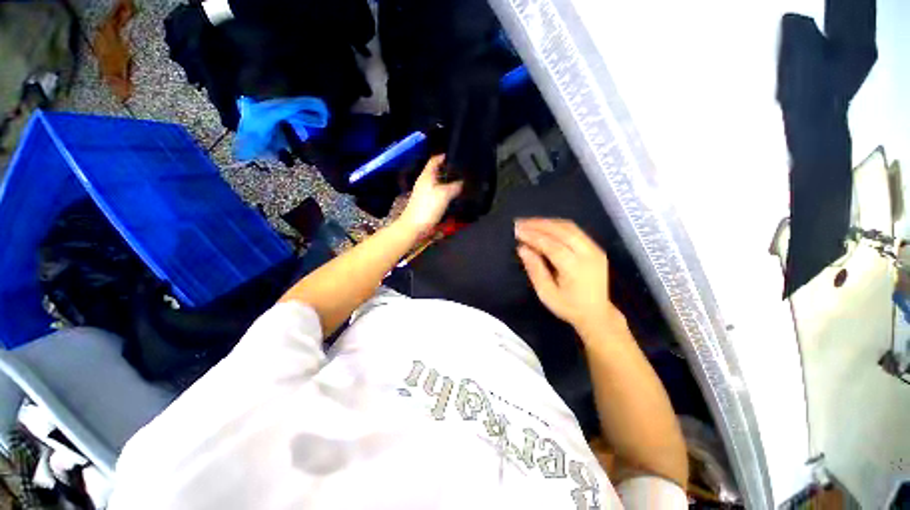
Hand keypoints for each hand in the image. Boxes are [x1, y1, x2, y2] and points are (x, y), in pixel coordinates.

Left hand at [398, 155, 462, 235]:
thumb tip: (462, 182)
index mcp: (426, 176)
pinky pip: (438, 194)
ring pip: (438, 184)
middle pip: (437, 172)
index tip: (455, 156)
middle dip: (449, 171)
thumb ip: (455, 186)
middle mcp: (424, 182)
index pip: (434, 161)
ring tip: (461, 183)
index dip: (443, 157)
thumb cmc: (427, 207)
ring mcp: (425, 193)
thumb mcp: (444, 194)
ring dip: (448, 183)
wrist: (415, 227)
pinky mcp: (427, 203)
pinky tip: (454, 197)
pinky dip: (446, 193)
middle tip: (462, 171)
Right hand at [515, 218, 621, 335]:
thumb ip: (535, 269)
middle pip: (562, 231)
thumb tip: (522, 248)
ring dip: (547, 222)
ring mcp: (595, 249)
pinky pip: (575, 230)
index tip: (517, 231)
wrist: (598, 314)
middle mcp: (588, 254)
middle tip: (520, 222)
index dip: (533, 236)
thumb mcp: (547, 294)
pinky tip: (544, 226)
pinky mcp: (596, 248)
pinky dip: (557, 225)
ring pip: (570, 227)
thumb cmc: (569, 307)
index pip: (552, 245)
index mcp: (576, 268)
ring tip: (529, 222)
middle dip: (539, 224)